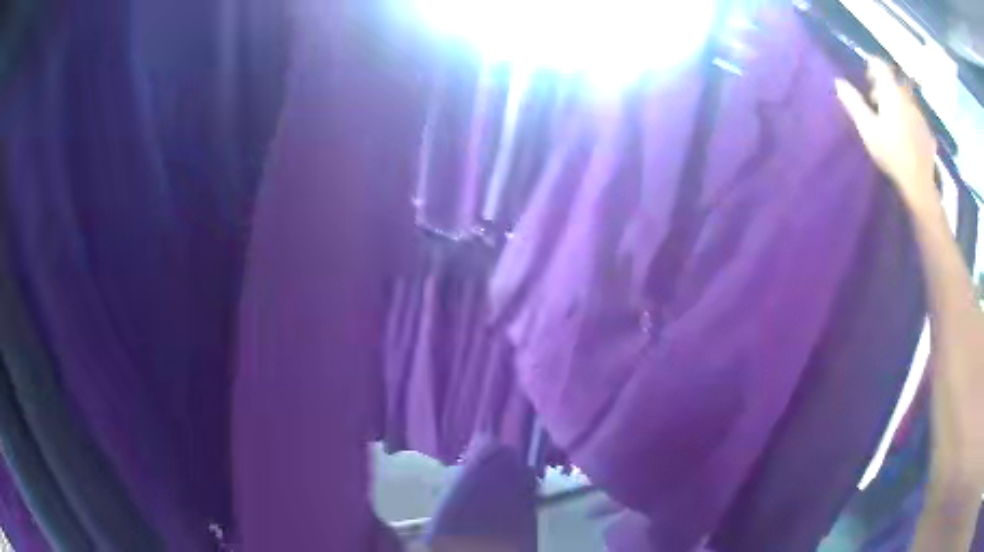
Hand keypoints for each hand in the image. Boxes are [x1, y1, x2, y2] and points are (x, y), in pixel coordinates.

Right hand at [835, 58, 937, 211]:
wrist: (919, 184)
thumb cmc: (891, 153)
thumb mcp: (867, 129)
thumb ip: (853, 103)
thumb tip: (838, 82)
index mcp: (891, 92)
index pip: (880, 65)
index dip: (871, 66)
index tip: (866, 78)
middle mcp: (907, 97)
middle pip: (894, 82)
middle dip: (884, 87)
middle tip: (876, 102)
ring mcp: (920, 114)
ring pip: (906, 99)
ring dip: (897, 103)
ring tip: (891, 120)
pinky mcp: (927, 131)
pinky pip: (915, 116)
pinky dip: (909, 118)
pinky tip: (906, 135)